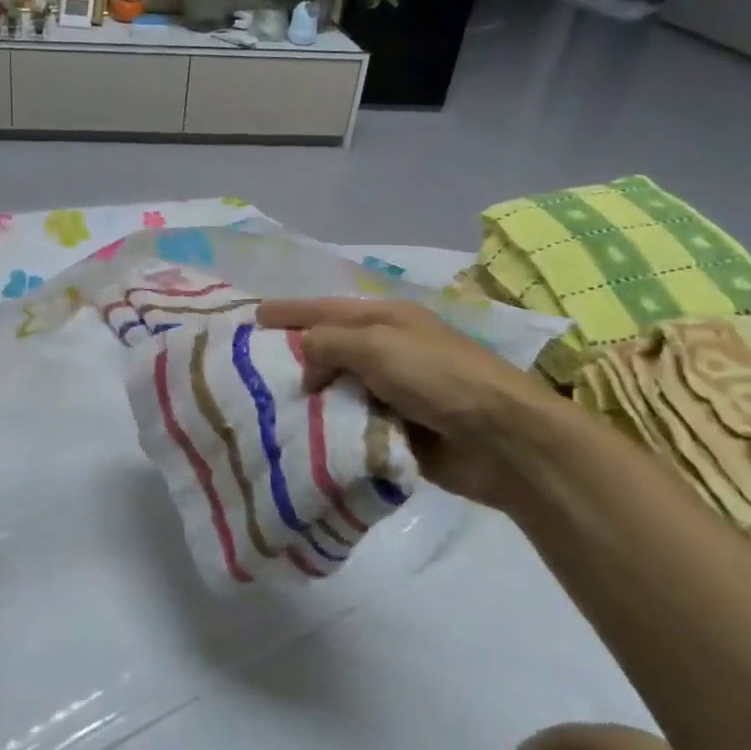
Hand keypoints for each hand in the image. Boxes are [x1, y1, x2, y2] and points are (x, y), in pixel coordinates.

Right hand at [256, 298, 573, 512]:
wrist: (502, 440)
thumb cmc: (439, 378)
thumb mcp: (378, 345)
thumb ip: (329, 343)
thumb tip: (304, 364)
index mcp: (385, 320)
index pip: (324, 309)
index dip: (288, 311)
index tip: (251, 318)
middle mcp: (385, 350)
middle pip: (327, 348)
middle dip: (291, 355)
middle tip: (248, 367)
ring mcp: (391, 391)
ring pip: (335, 388)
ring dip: (306, 396)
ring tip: (261, 407)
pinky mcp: (394, 429)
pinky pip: (349, 423)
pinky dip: (327, 427)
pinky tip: (297, 437)